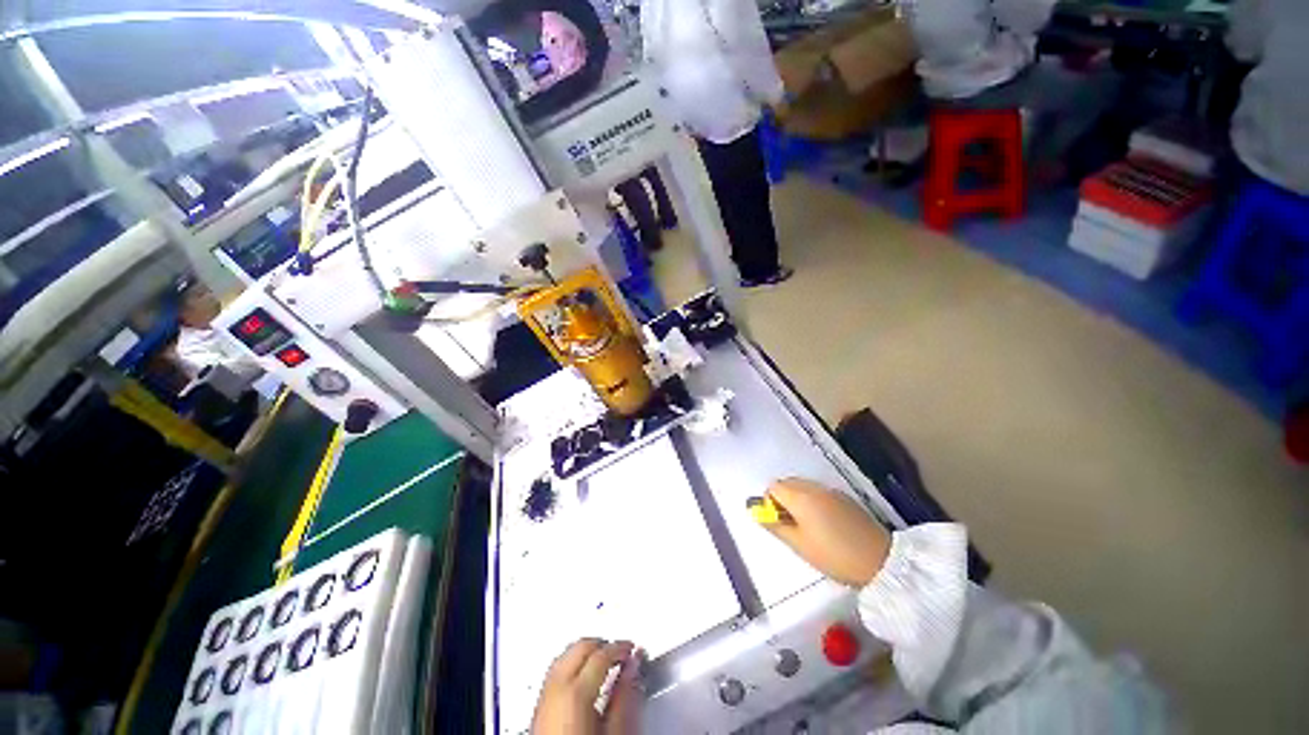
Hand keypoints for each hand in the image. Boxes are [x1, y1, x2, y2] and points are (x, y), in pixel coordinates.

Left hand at [532, 639, 641, 734]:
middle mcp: (555, 688)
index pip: (602, 653)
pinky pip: (555, 671)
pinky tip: (582, 675)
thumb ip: (626, 697)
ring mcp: (544, 696)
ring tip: (604, 660)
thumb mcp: (615, 734)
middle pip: (580, 647)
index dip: (621, 647)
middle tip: (621, 652)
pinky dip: (571, 664)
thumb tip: (634, 667)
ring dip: (585, 652)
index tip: (633, 649)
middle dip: (602, 644)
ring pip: (565, 655)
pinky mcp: (537, 707)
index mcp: (575, 692)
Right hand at [760, 478, 891, 587]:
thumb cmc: (834, 555)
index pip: (772, 486)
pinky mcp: (844, 498)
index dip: (770, 503)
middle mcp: (813, 487)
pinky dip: (814, 503)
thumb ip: (774, 525)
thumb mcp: (798, 544)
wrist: (880, 561)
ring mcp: (831, 491)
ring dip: (798, 501)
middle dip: (783, 500)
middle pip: (787, 483)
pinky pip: (819, 493)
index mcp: (799, 496)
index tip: (780, 523)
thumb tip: (755, 511)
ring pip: (803, 487)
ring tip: (809, 529)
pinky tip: (826, 526)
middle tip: (792, 528)